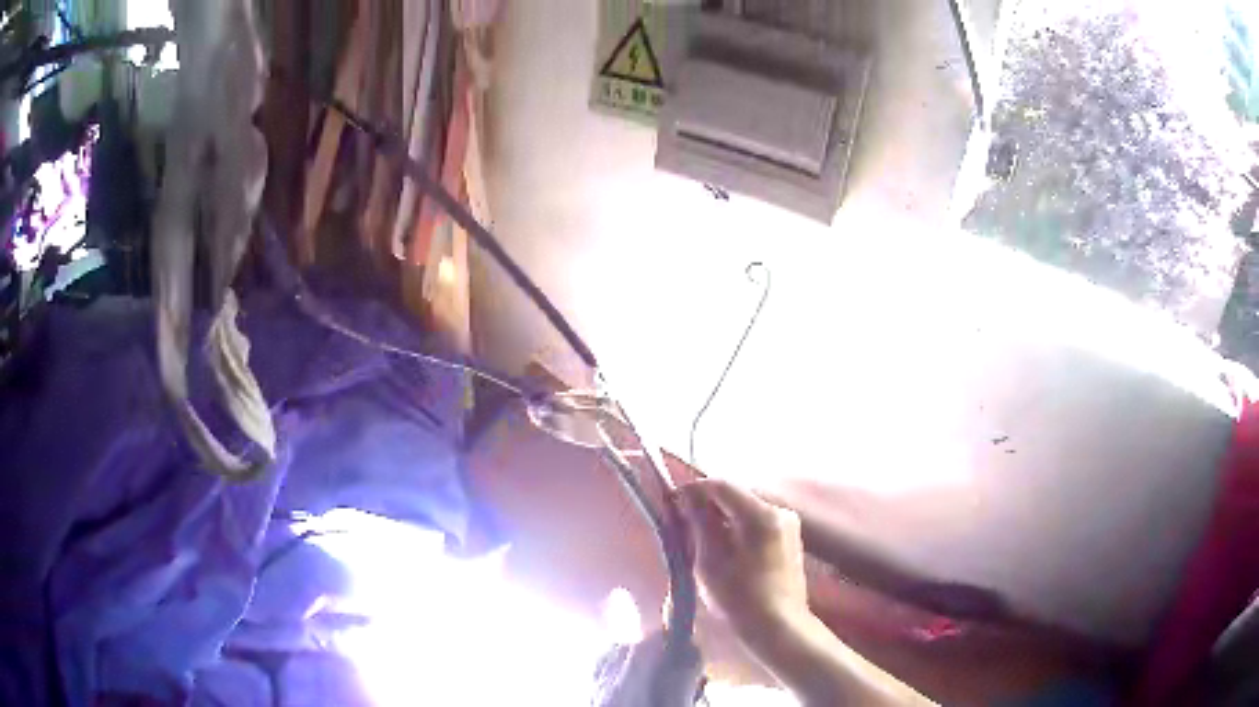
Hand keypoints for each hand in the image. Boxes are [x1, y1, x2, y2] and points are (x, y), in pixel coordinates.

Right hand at [677, 479, 808, 641]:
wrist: (778, 626)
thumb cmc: (740, 598)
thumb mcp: (710, 561)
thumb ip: (699, 524)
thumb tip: (685, 497)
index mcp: (760, 514)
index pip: (720, 485)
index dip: (693, 490)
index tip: (672, 503)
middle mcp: (779, 510)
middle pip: (735, 495)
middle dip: (707, 505)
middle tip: (683, 524)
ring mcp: (788, 523)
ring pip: (746, 508)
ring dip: (722, 517)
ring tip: (701, 539)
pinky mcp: (789, 537)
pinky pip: (757, 521)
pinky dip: (737, 527)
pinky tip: (725, 549)